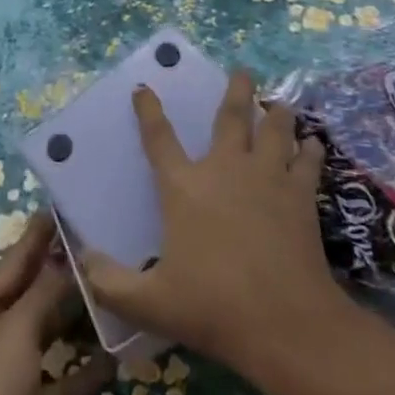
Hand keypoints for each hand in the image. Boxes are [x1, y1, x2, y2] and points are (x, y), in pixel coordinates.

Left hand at [0, 210, 115, 394]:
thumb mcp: (19, 332)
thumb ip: (45, 291)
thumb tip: (67, 257)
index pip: (12, 261)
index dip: (38, 236)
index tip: (65, 207)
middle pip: (29, 296)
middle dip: (62, 275)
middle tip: (99, 244)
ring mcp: (5, 371)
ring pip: (45, 333)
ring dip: (75, 319)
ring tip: (111, 289)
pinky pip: (56, 376)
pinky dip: (80, 367)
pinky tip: (113, 356)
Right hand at [81, 70, 348, 387]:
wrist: (285, 323)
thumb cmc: (214, 308)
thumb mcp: (149, 304)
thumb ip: (109, 282)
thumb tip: (82, 259)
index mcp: (184, 187)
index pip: (158, 138)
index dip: (148, 111)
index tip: (143, 88)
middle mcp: (225, 169)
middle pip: (231, 116)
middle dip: (237, 89)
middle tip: (243, 70)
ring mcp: (267, 177)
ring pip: (275, 129)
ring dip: (277, 112)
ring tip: (281, 102)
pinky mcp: (300, 194)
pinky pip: (307, 161)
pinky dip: (310, 149)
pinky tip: (313, 143)